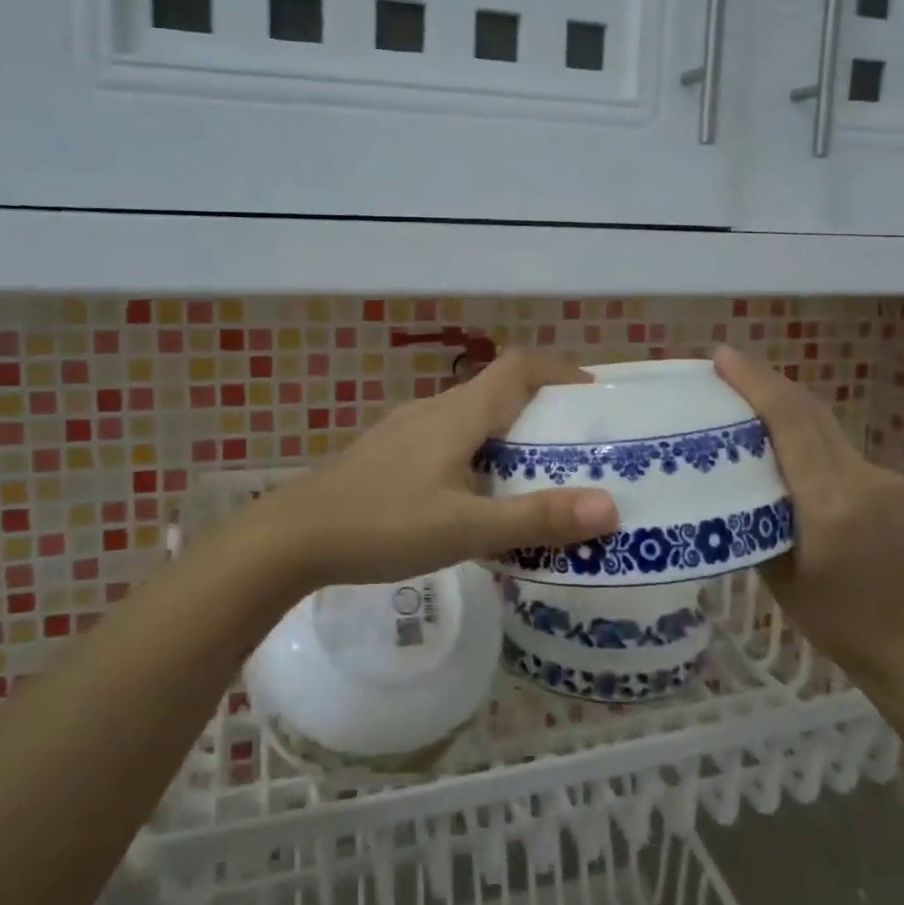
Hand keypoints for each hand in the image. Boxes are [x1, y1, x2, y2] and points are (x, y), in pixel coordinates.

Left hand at [247, 351, 620, 591]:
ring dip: (505, 434)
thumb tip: (610, 507)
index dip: (559, 371)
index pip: (518, 367)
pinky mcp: (387, 453)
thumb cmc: (383, 524)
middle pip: (497, 390)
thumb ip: (536, 518)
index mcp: (458, 414)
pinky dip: (474, 453)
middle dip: (540, 409)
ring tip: (532, 474)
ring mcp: (404, 430)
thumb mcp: (466, 528)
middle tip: (574, 446)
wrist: (293, 537)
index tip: (593, 396)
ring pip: (469, 417)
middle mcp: (433, 409)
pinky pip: (445, 439)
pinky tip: (473, 496)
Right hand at [714, 346, 903, 692]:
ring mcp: (879, 477)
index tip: (722, 357)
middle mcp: (860, 479)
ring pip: (823, 423)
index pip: (792, 424)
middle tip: (723, 366)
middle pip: (809, 411)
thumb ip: (757, 520)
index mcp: (830, 504)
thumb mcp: (778, 577)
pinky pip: (835, 443)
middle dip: (766, 381)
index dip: (757, 383)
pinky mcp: (886, 483)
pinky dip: (802, 427)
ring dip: (784, 401)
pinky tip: (778, 436)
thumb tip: (727, 482)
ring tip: (742, 392)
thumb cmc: (838, 624)